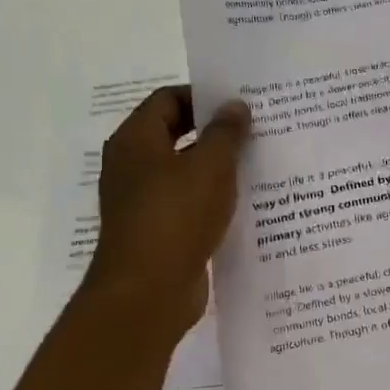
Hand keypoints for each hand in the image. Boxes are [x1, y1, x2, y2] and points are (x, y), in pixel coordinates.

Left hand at [84, 85, 250, 343]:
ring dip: (216, 168)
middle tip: (256, 131)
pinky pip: (186, 204)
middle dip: (214, 132)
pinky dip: (211, 200)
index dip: (203, 96)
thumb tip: (235, 105)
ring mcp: (141, 201)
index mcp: (136, 140)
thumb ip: (226, 132)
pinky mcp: (156, 231)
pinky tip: (244, 205)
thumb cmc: (176, 217)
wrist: (147, 292)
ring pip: (183, 172)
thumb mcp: (210, 167)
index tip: (240, 104)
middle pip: (175, 134)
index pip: (167, 99)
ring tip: (258, 165)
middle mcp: (132, 166)